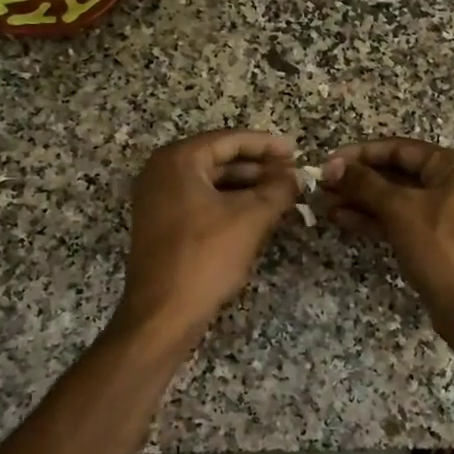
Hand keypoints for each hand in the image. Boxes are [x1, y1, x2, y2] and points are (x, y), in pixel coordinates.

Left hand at [115, 130, 298, 348]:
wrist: (163, 312)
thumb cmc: (205, 257)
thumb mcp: (250, 219)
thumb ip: (278, 190)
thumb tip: (296, 176)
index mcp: (178, 160)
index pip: (229, 140)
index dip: (266, 145)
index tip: (295, 151)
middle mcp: (161, 172)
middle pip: (218, 159)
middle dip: (258, 167)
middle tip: (292, 174)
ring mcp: (157, 199)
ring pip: (210, 182)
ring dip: (246, 186)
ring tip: (281, 194)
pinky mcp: (160, 224)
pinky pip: (200, 201)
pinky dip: (228, 203)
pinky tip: (257, 213)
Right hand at [321, 139, 453, 337]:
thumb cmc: (441, 248)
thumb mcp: (400, 209)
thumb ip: (364, 184)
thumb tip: (332, 166)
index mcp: (452, 167)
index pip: (398, 148)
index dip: (360, 154)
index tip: (327, 163)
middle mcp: (450, 184)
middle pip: (396, 173)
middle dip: (358, 180)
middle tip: (322, 187)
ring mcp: (442, 214)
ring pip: (394, 199)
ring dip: (360, 200)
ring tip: (325, 205)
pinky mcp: (433, 240)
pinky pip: (399, 221)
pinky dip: (373, 219)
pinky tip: (343, 220)